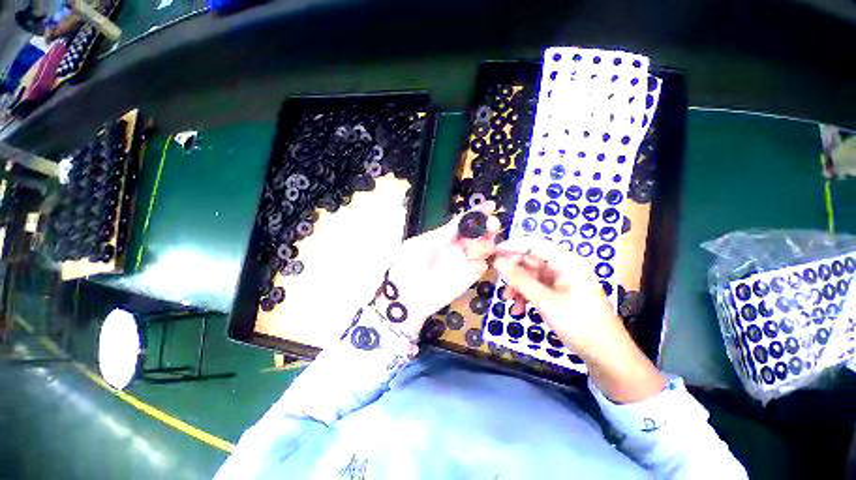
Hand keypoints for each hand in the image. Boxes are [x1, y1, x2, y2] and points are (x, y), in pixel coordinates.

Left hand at [374, 202, 500, 339]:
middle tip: (492, 226)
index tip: (490, 206)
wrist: (406, 298)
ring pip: (483, 249)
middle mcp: (456, 247)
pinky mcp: (468, 278)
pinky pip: (481, 267)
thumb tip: (459, 222)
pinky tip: (479, 261)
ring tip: (484, 245)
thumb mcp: (418, 245)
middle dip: (487, 227)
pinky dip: (483, 262)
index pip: (463, 222)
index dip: (477, 213)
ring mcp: (463, 262)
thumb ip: (440, 235)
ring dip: (487, 244)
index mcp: (443, 237)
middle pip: (478, 234)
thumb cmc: (406, 268)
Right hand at [493, 238, 665, 402]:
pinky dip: (525, 295)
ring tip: (508, 299)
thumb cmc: (579, 324)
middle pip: (531, 260)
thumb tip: (497, 262)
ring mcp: (561, 281)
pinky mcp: (558, 293)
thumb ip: (519, 280)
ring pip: (530, 276)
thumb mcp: (545, 301)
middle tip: (497, 280)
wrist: (605, 355)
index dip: (513, 246)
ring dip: (517, 286)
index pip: (535, 244)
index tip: (493, 253)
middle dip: (513, 271)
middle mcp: (564, 267)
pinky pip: (536, 288)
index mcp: (567, 262)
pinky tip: (519, 309)